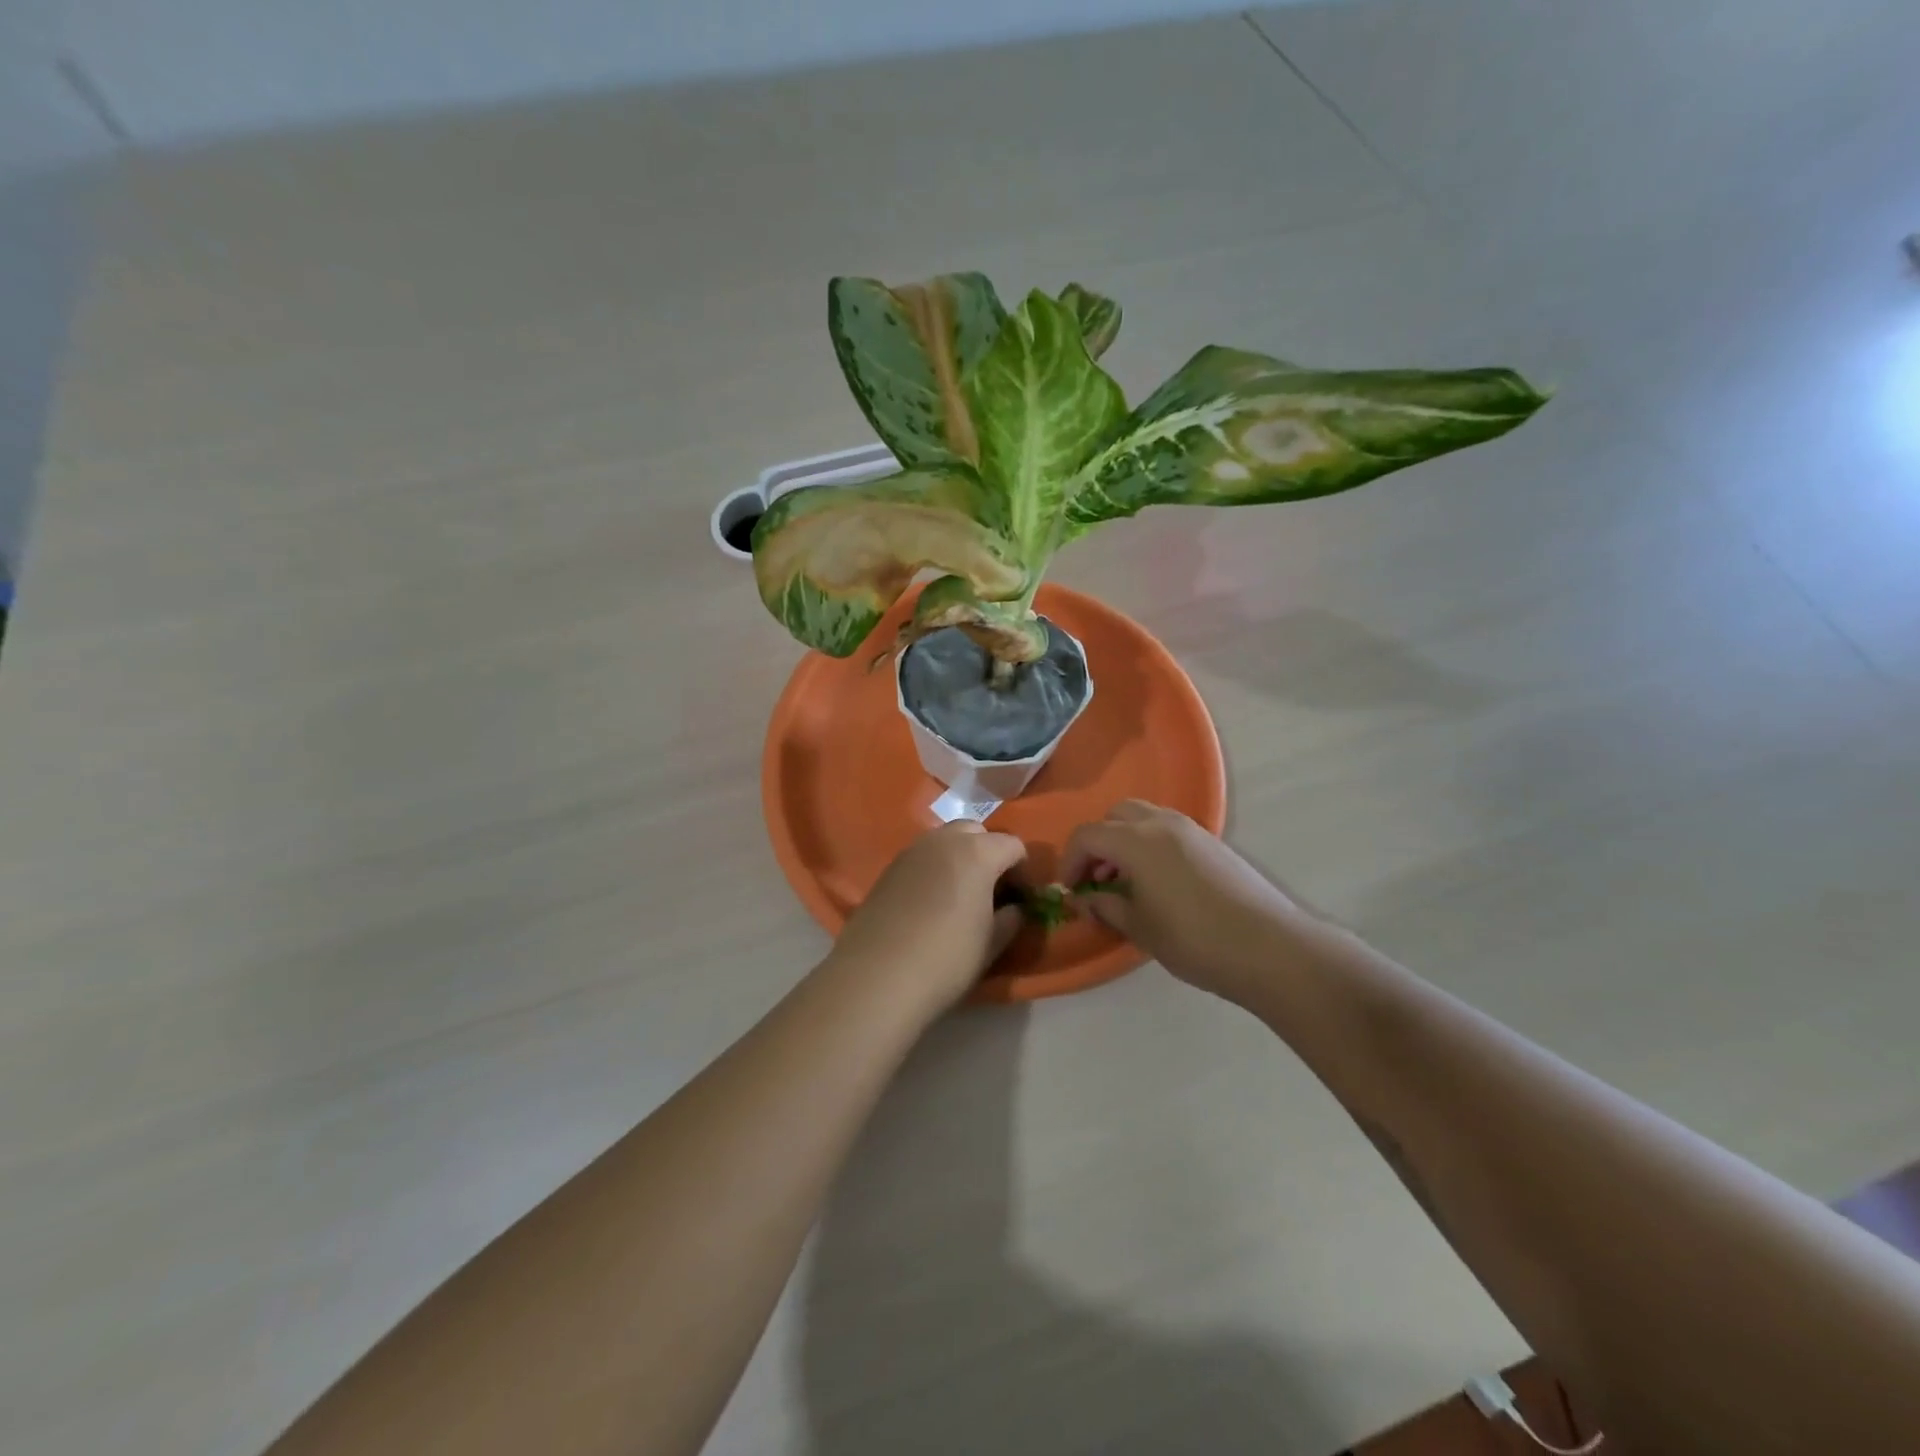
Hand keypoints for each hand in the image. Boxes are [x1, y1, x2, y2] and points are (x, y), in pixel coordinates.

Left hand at [827, 821, 1027, 1018]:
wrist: (877, 976)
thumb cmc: (946, 959)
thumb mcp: (991, 944)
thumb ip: (1010, 919)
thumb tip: (1015, 908)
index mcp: (977, 852)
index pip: (1013, 845)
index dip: (1024, 870)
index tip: (1023, 898)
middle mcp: (944, 840)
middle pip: (976, 832)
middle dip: (989, 852)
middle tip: (991, 890)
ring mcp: (911, 851)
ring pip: (945, 840)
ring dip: (959, 857)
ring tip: (960, 895)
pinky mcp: (888, 869)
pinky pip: (921, 857)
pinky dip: (934, 869)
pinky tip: (930, 903)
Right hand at [1061, 800, 1311, 1004]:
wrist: (1269, 947)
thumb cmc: (1194, 939)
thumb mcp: (1140, 928)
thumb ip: (1106, 906)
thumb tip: (1084, 899)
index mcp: (1136, 840)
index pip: (1087, 835)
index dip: (1070, 861)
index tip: (1071, 891)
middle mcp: (1162, 823)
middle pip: (1115, 815)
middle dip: (1098, 843)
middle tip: (1097, 879)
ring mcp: (1191, 829)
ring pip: (1144, 817)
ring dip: (1125, 841)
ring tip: (1127, 882)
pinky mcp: (1213, 842)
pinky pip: (1168, 829)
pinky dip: (1151, 844)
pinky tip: (1159, 883)